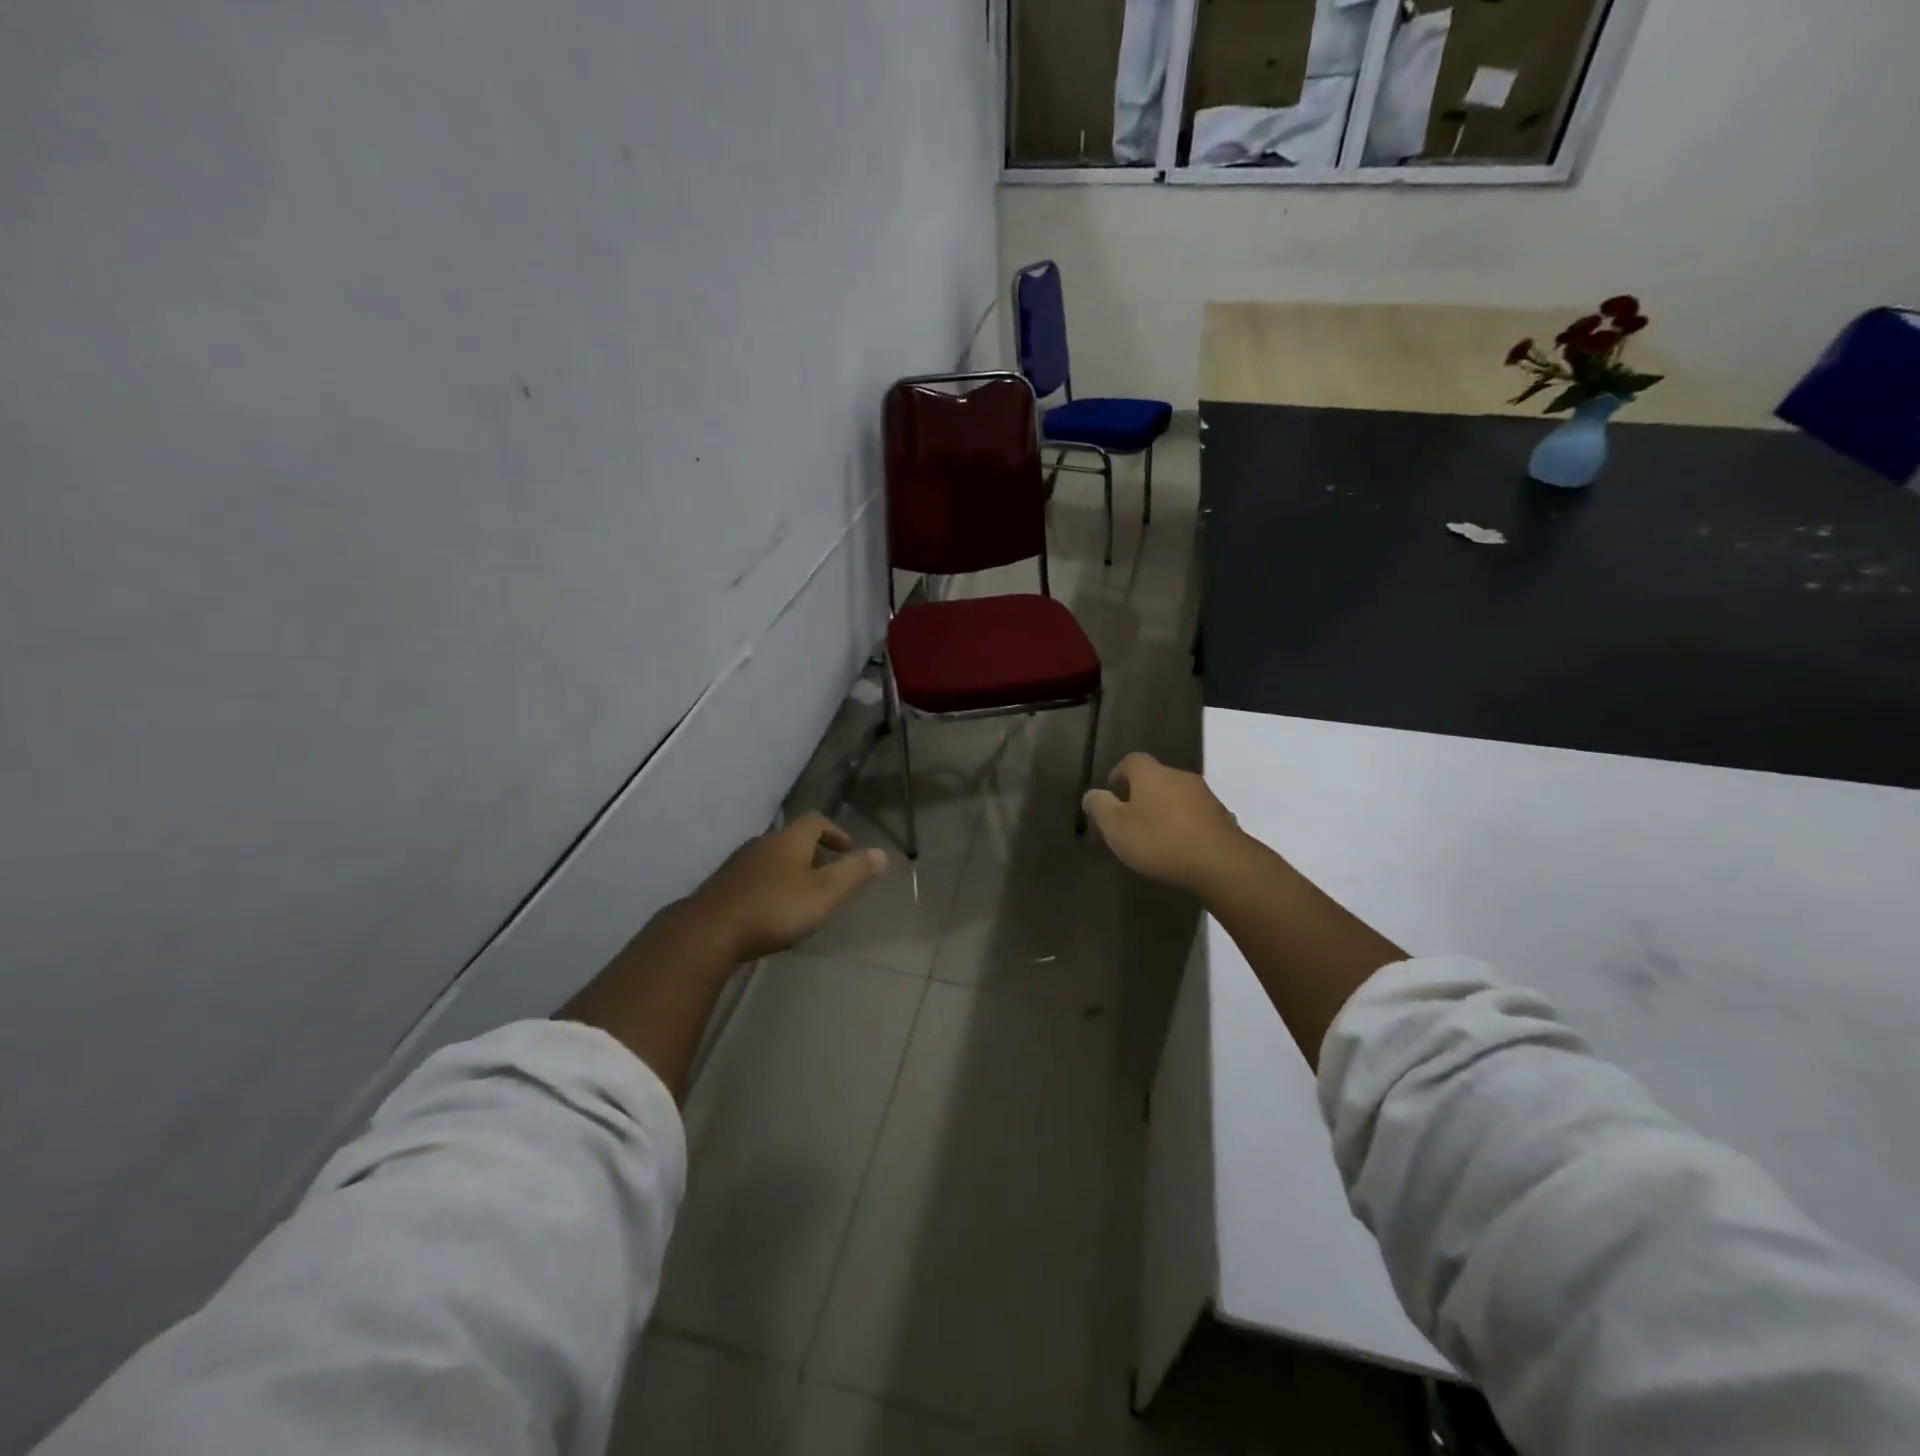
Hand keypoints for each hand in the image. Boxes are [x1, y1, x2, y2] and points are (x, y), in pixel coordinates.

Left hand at [686, 813, 887, 962]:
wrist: (709, 932)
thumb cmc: (775, 908)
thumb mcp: (825, 892)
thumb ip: (854, 872)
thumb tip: (882, 853)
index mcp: (790, 839)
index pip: (817, 821)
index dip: (836, 833)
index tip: (849, 853)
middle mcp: (763, 843)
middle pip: (794, 839)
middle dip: (815, 854)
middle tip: (830, 877)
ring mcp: (739, 864)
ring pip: (773, 859)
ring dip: (791, 871)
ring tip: (804, 896)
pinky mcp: (723, 886)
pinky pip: (755, 877)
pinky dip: (771, 886)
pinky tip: (772, 911)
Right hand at [1082, 752, 1247, 895]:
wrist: (1221, 863)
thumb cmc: (1160, 840)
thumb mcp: (1116, 827)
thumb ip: (1099, 807)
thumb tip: (1092, 794)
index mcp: (1151, 773)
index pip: (1131, 760)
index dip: (1119, 775)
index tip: (1112, 795)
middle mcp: (1179, 776)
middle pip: (1156, 778)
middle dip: (1142, 794)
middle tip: (1131, 819)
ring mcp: (1205, 796)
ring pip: (1178, 797)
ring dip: (1166, 810)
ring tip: (1156, 837)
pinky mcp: (1222, 817)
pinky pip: (1196, 816)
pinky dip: (1186, 825)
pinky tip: (1181, 848)